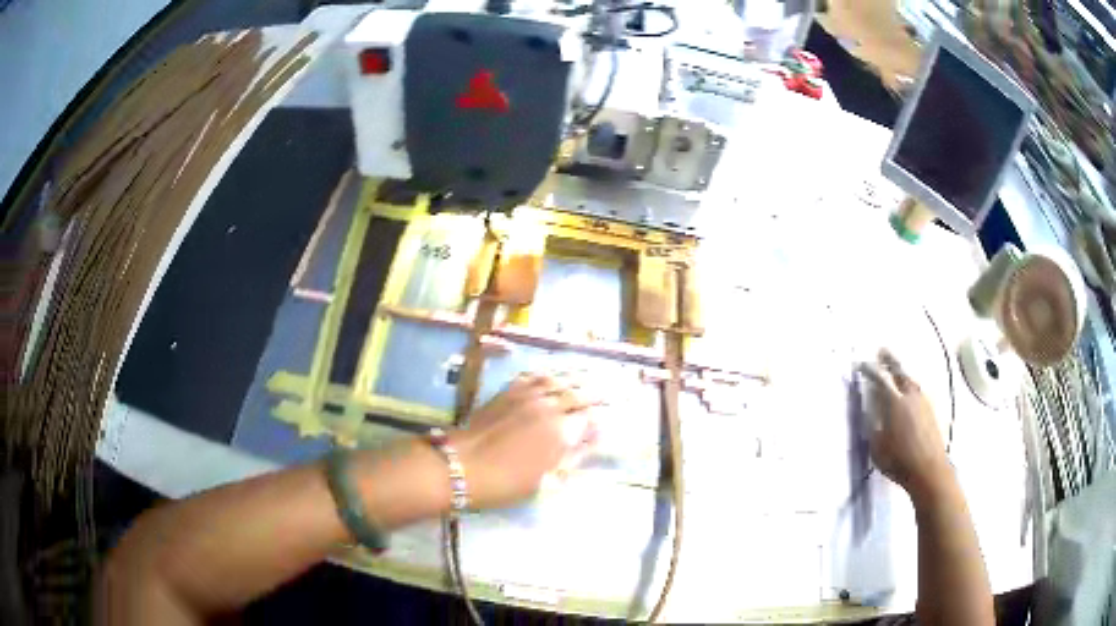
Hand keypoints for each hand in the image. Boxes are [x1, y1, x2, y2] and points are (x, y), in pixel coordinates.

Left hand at [450, 373, 599, 509]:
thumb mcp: (547, 479)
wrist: (463, 466)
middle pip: (580, 393)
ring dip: (577, 377)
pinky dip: (548, 373)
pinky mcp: (508, 391)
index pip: (592, 417)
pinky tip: (553, 374)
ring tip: (590, 375)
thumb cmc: (507, 482)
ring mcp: (527, 395)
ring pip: (559, 379)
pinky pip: (533, 376)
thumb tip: (595, 439)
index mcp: (561, 430)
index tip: (614, 415)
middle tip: (613, 389)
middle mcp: (549, 406)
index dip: (604, 416)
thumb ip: (574, 456)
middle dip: (599, 392)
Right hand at [858, 350, 952, 502]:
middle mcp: (910, 396)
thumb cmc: (899, 461)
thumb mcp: (877, 446)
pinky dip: (910, 384)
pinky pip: (918, 390)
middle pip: (900, 372)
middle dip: (890, 360)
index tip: (860, 365)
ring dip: (902, 372)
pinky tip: (909, 390)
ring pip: (911, 380)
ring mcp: (923, 402)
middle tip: (881, 351)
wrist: (929, 470)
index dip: (869, 370)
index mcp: (894, 402)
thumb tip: (869, 408)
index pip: (880, 379)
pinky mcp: (930, 411)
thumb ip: (873, 423)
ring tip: (896, 369)